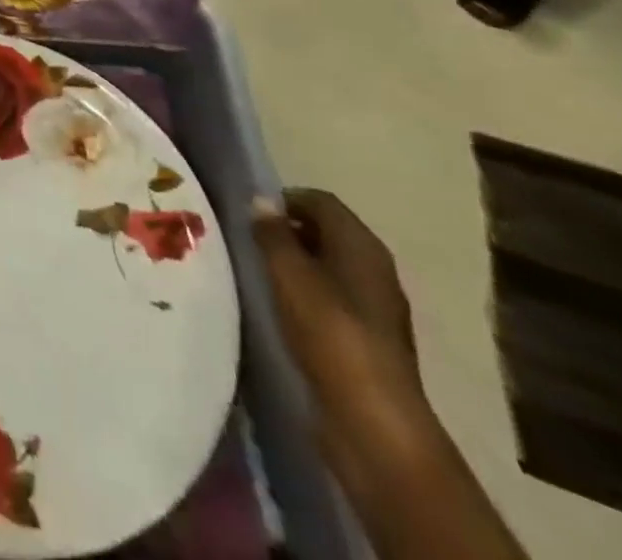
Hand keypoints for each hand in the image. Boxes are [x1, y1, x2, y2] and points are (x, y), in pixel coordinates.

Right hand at [251, 191, 438, 488]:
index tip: (250, 214)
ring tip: (256, 273)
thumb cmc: (330, 333)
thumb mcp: (290, 275)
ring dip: (293, 265)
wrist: (373, 423)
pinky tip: (278, 308)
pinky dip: (304, 294)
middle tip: (247, 240)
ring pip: (326, 267)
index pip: (321, 201)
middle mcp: (374, 269)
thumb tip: (261, 201)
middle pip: (326, 232)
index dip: (285, 199)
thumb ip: (273, 234)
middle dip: (287, 231)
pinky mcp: (366, 340)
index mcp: (362, 246)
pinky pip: (329, 299)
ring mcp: (374, 308)